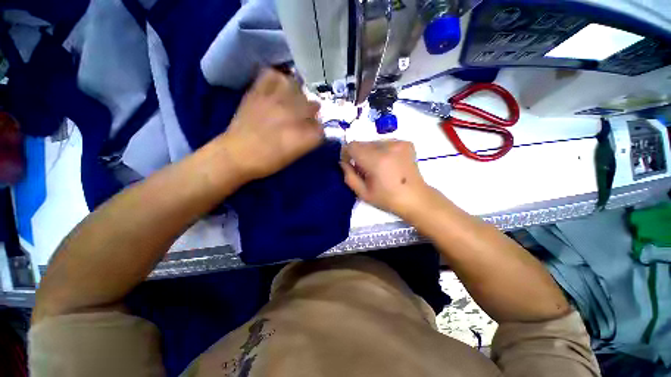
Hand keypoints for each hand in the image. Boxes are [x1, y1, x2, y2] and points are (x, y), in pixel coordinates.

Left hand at [218, 69, 323, 180]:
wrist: (236, 154)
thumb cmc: (267, 161)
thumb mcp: (294, 155)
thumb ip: (307, 140)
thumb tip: (313, 128)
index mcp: (303, 136)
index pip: (321, 127)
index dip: (318, 130)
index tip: (313, 132)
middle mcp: (293, 116)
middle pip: (313, 105)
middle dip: (312, 112)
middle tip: (304, 117)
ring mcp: (275, 102)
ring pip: (298, 88)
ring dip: (299, 95)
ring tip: (293, 100)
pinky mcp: (258, 93)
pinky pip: (272, 75)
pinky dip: (278, 79)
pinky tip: (278, 88)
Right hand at [340, 140, 432, 217]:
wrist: (415, 198)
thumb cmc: (387, 199)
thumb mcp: (363, 193)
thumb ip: (349, 176)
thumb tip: (342, 162)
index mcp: (376, 160)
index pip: (352, 145)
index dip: (347, 154)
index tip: (350, 164)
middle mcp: (388, 146)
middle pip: (363, 143)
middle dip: (359, 154)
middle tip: (365, 169)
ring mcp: (399, 143)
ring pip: (373, 142)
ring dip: (370, 152)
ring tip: (378, 167)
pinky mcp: (406, 143)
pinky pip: (385, 142)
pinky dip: (382, 150)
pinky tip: (388, 163)